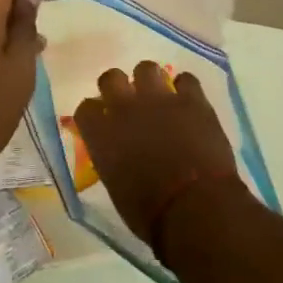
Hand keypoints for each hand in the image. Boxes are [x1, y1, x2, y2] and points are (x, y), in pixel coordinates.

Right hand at [72, 62, 245, 252]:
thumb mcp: (116, 187)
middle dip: (118, 87)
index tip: (101, 122)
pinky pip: (186, 79)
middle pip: (111, 78)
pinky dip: (186, 89)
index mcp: (102, 134)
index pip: (86, 108)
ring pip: (146, 68)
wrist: (196, 209)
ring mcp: (159, 99)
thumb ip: (111, 159)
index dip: (94, 113)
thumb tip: (117, 152)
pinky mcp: (192, 100)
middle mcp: (125, 108)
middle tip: (129, 103)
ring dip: (150, 81)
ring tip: (159, 97)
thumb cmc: (151, 214)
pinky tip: (189, 102)